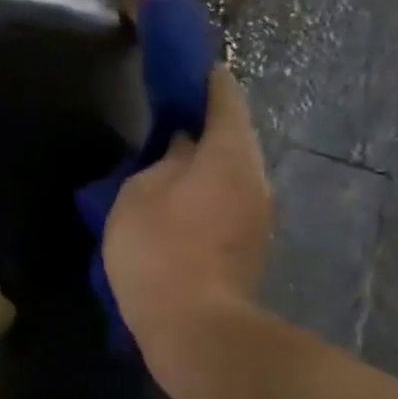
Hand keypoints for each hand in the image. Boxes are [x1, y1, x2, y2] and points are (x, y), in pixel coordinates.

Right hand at [102, 68, 271, 339]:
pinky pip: (229, 201)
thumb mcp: (139, 195)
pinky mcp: (251, 246)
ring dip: (204, 164)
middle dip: (204, 127)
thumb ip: (162, 161)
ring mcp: (259, 215)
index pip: (225, 98)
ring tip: (167, 167)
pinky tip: (178, 206)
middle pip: (234, 137)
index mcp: (229, 155)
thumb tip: (183, 148)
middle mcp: (256, 178)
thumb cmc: (159, 251)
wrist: (194, 328)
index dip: (205, 80)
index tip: (188, 70)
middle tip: (169, 125)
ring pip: (232, 172)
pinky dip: (207, 193)